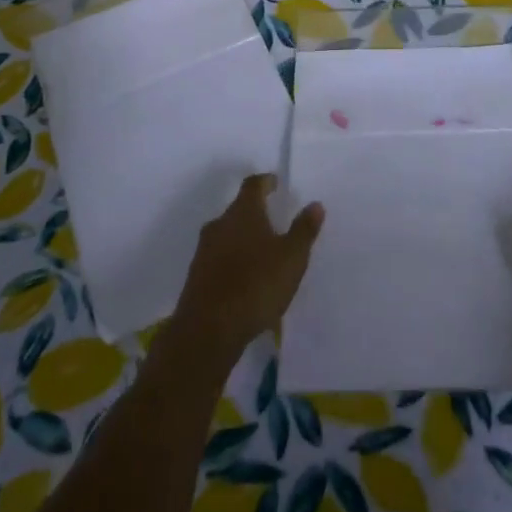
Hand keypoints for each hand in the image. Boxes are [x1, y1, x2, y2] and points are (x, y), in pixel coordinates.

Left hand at [171, 174, 323, 365]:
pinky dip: (233, 262)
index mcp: (243, 212)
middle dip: (256, 214)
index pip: (253, 185)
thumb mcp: (291, 258)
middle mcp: (219, 224)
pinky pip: (219, 259)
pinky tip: (246, 281)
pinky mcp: (196, 276)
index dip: (265, 182)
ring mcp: (204, 250)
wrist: (208, 330)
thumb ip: (304, 230)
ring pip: (227, 235)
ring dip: (244, 239)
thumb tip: (315, 204)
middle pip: (238, 210)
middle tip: (275, 223)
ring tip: (263, 255)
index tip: (276, 184)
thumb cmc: (256, 285)